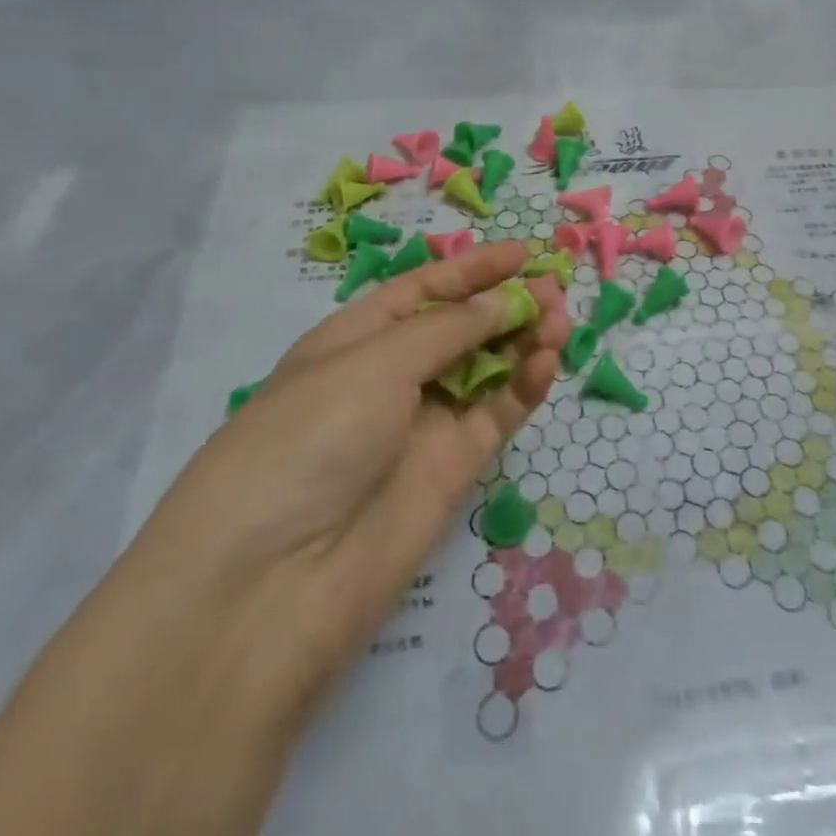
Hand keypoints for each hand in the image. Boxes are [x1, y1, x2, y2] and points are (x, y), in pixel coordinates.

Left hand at [128, 240, 567, 714]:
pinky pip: (496, 414)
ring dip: (523, 340)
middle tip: (556, 290)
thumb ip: (449, 329)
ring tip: (561, 321)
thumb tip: (504, 301)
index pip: (423, 290)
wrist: (274, 583)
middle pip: (460, 328)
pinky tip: (546, 363)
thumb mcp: (373, 362)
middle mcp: (390, 377)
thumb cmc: (310, 437)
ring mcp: (422, 425)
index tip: (525, 252)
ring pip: (486, 369)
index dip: (473, 269)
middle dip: (506, 303)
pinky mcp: (452, 469)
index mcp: (355, 339)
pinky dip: (523, 387)